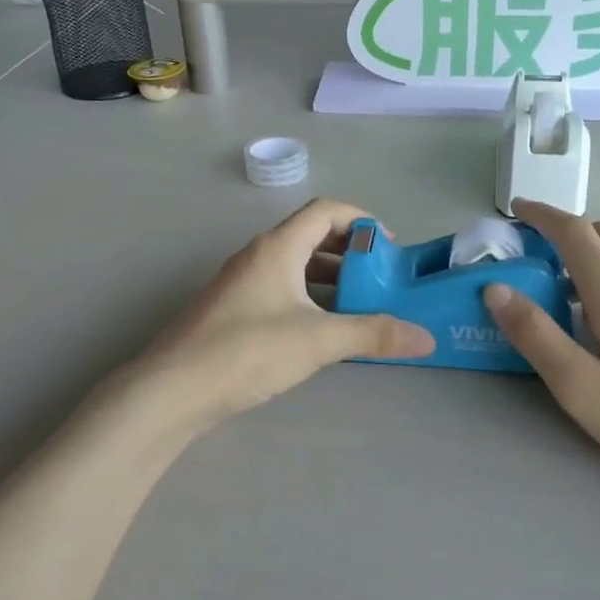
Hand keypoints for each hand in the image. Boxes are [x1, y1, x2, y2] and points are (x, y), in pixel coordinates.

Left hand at [127, 200, 433, 432]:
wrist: (173, 389)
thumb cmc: (248, 350)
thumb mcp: (318, 340)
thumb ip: (373, 334)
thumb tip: (426, 338)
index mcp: (278, 247)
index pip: (326, 211)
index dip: (362, 221)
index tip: (389, 249)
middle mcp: (258, 256)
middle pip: (311, 237)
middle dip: (351, 254)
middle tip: (381, 281)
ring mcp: (242, 284)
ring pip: (295, 268)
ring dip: (330, 280)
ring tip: (361, 307)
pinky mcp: (233, 311)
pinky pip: (281, 291)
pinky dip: (309, 300)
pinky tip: (323, 332)